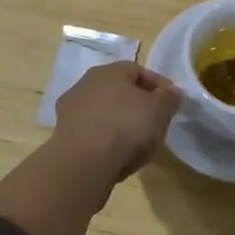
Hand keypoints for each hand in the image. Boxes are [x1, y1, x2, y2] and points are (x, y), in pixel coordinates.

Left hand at [53, 61, 181, 181]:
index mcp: (110, 70)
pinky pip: (91, 133)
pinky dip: (103, 140)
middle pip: (118, 90)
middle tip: (153, 122)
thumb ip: (170, 98)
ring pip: (103, 112)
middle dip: (136, 104)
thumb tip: (172, 92)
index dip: (158, 86)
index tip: (171, 103)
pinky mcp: (62, 135)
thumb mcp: (160, 110)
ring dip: (118, 122)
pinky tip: (114, 155)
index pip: (139, 71)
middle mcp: (86, 83)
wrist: (83, 164)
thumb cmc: (126, 127)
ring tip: (135, 144)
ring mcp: (70, 109)